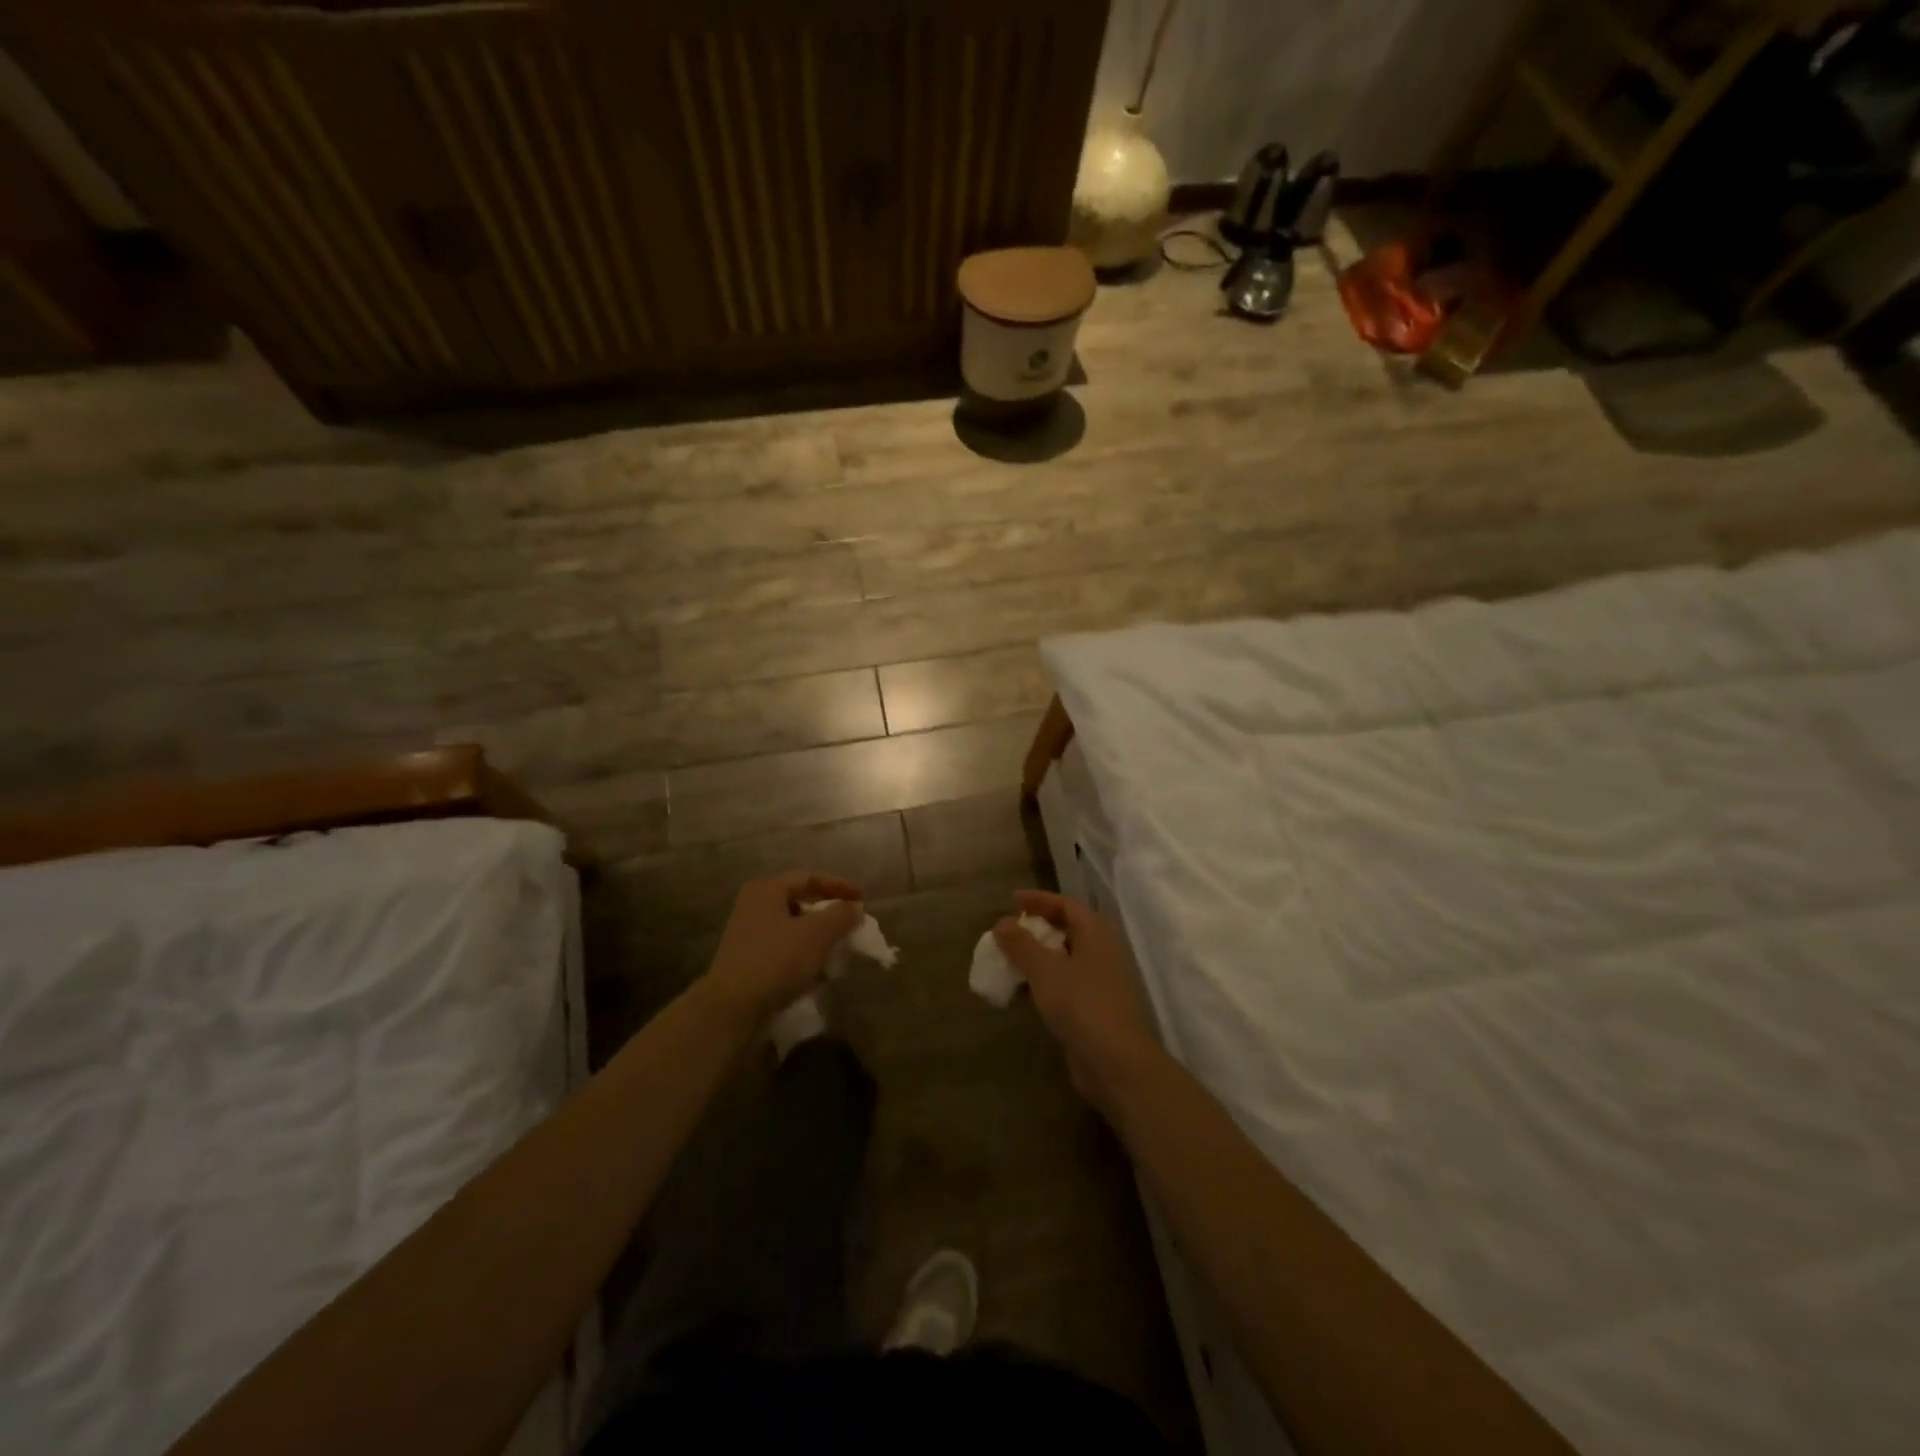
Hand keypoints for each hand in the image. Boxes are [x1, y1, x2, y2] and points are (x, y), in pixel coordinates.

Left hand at [704, 872, 863, 1022]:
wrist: (731, 1008)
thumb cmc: (777, 960)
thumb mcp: (818, 934)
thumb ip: (841, 915)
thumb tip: (854, 907)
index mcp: (767, 889)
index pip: (810, 878)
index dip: (839, 886)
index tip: (863, 899)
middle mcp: (753, 905)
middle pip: (800, 902)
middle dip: (828, 914)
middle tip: (851, 924)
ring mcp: (746, 934)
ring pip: (792, 928)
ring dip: (817, 937)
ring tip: (838, 950)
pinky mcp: (746, 961)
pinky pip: (782, 949)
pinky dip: (802, 955)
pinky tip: (817, 972)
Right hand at [994, 890, 1161, 1115]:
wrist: (1115, 1061)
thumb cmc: (1081, 1004)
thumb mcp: (1045, 969)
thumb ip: (1021, 944)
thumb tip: (1003, 923)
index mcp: (1096, 933)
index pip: (1066, 904)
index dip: (1039, 899)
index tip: (1011, 901)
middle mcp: (1101, 952)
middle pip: (1066, 930)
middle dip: (1036, 928)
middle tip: (1008, 930)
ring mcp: (1099, 982)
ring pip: (1064, 959)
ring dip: (1037, 957)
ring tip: (1008, 959)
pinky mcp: (1093, 1008)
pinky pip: (1064, 984)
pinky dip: (1042, 982)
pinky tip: (1021, 991)